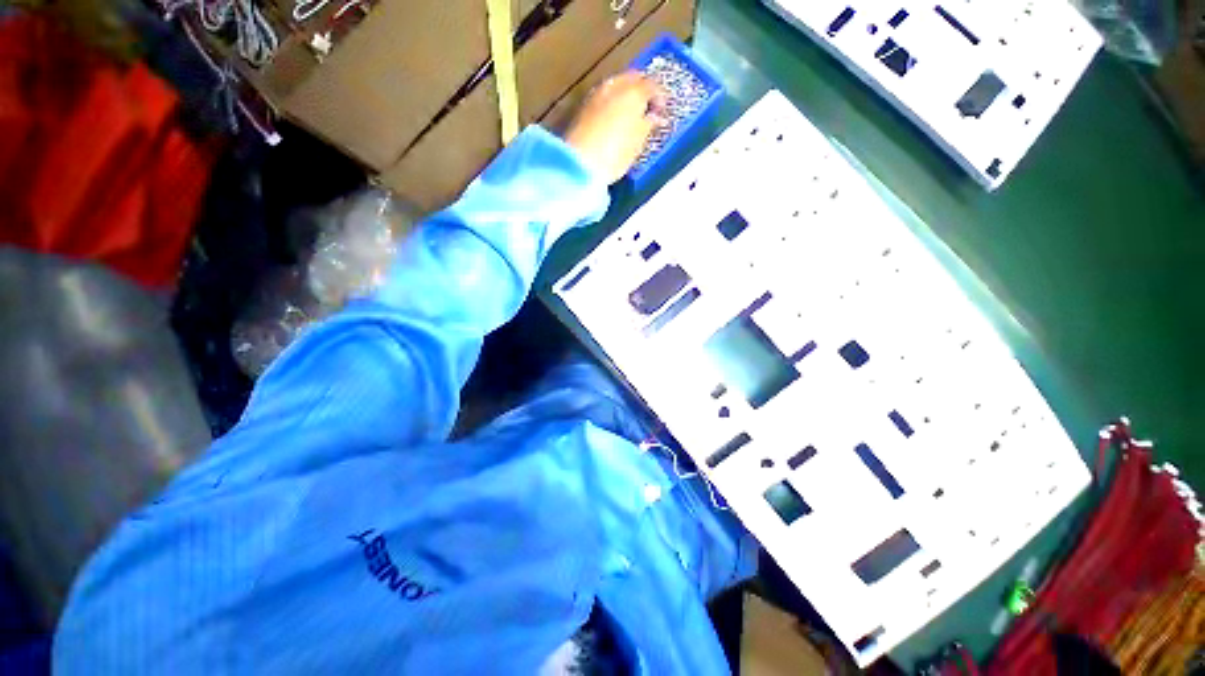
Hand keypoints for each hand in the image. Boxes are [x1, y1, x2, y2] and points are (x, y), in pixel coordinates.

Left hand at [564, 72, 666, 184]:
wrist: (580, 164)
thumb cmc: (616, 154)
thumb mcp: (638, 142)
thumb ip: (648, 125)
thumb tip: (654, 116)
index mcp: (634, 91)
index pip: (652, 85)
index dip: (660, 98)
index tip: (662, 112)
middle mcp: (614, 86)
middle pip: (632, 79)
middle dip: (641, 90)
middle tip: (647, 108)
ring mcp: (596, 94)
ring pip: (615, 86)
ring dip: (624, 95)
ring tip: (630, 114)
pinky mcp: (582, 107)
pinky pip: (603, 98)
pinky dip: (611, 104)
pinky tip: (613, 119)